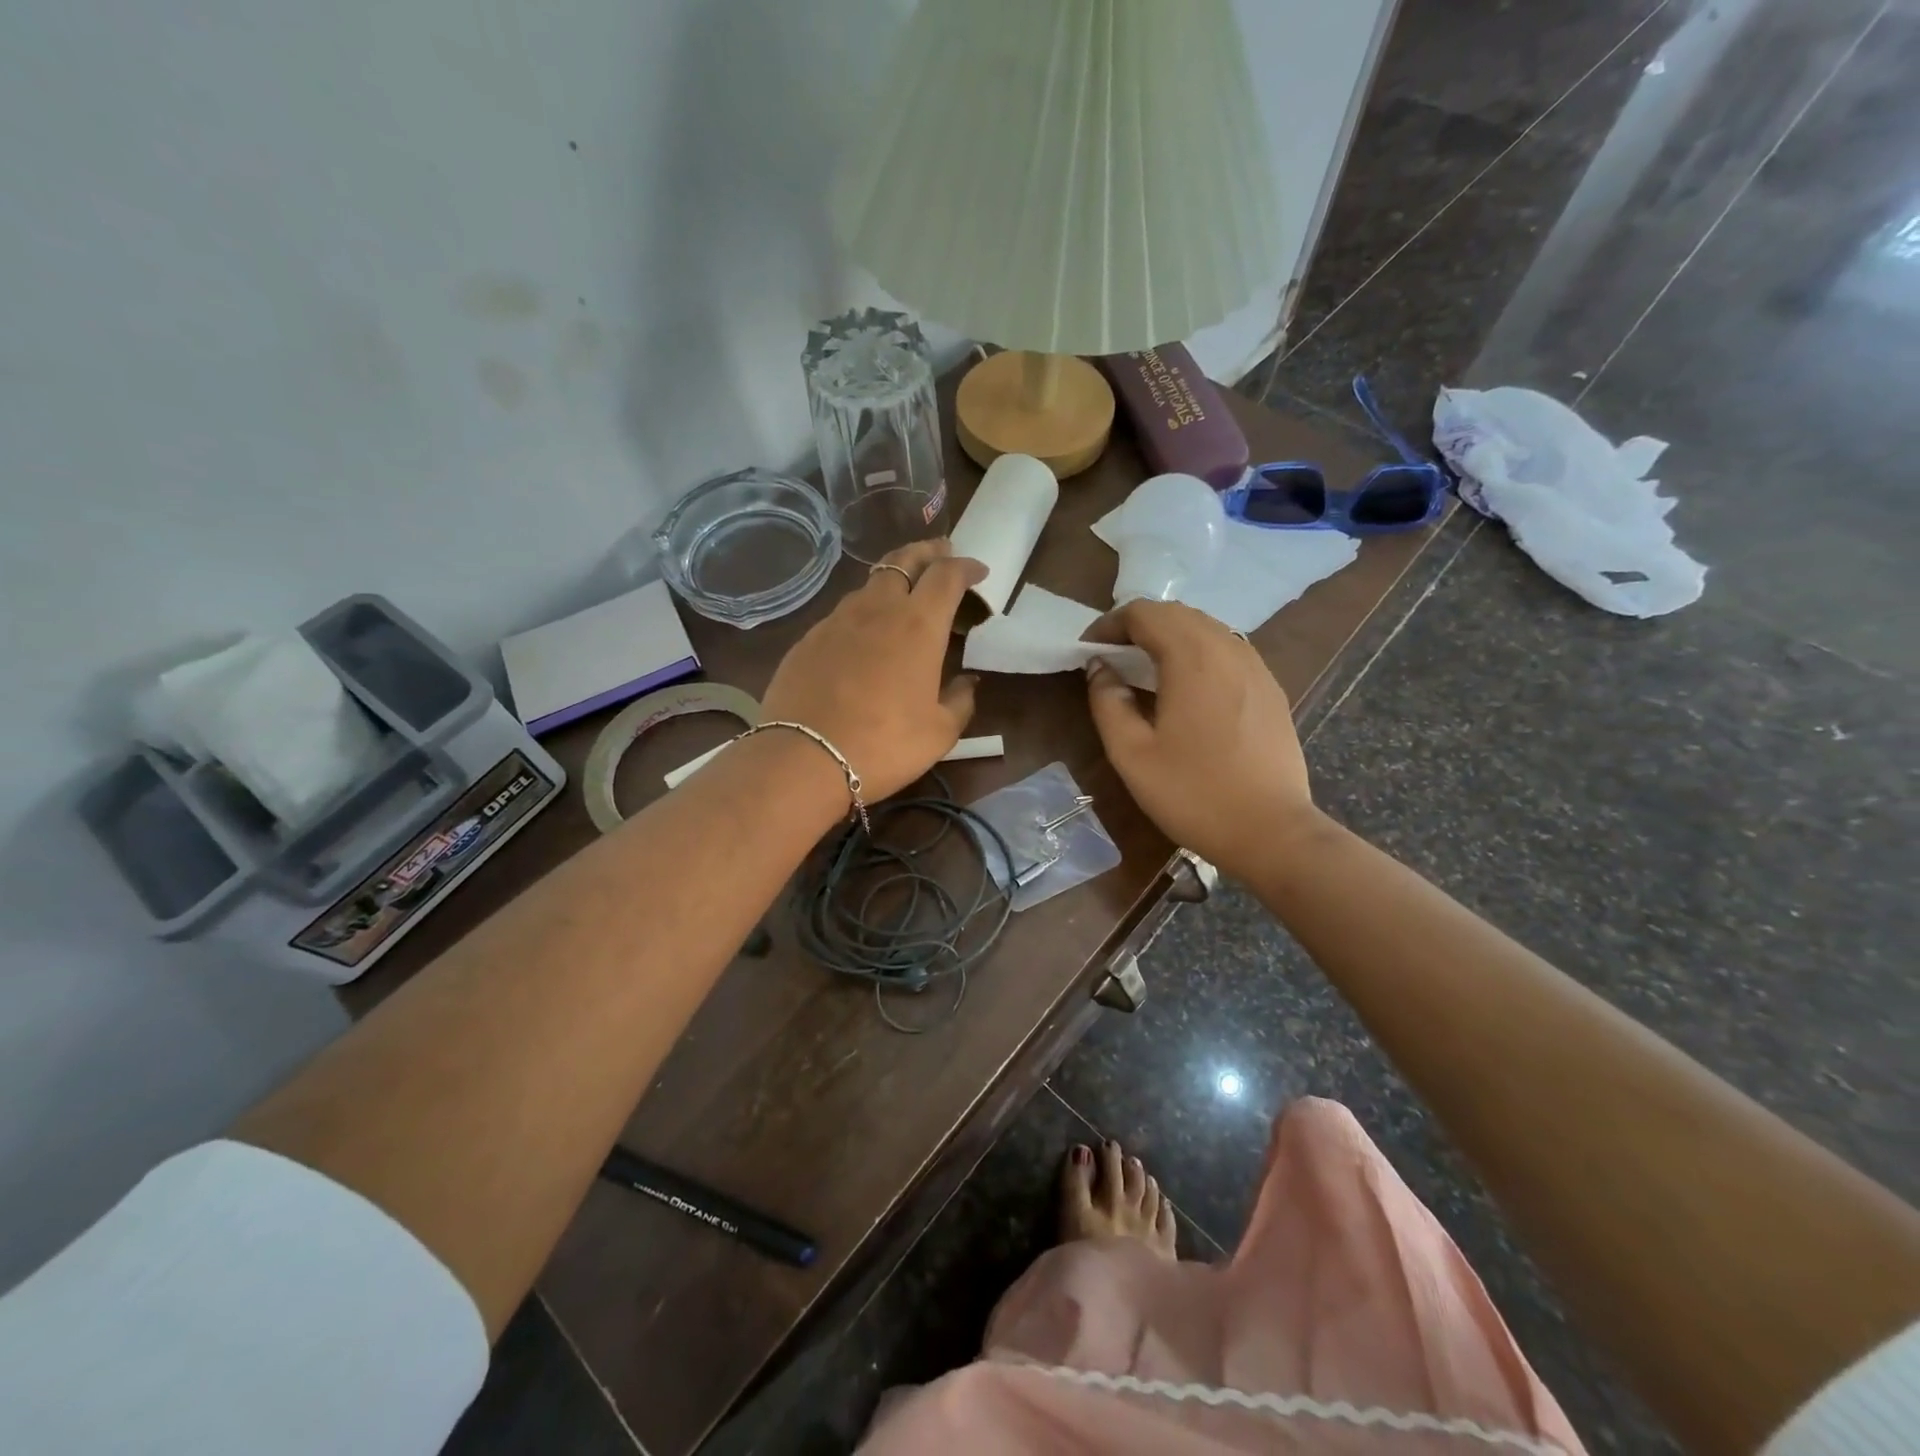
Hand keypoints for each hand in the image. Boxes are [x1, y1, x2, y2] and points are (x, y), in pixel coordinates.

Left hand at [760, 539, 985, 800]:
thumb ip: (960, 701)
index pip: (947, 575)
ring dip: (892, 581)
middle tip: (941, 553)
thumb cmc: (884, 745)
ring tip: (902, 597)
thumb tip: (967, 683)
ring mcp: (837, 620)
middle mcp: (878, 609)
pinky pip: (842, 614)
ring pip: (870, 585)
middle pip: (903, 559)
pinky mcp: (807, 639)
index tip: (978, 571)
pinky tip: (862, 637)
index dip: (966, 567)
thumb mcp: (940, 733)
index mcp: (919, 625)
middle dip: (927, 551)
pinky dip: (862, 613)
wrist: (804, 758)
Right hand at [1084, 601, 1317, 879]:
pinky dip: (1198, 652)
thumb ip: (1107, 702)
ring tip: (1145, 669)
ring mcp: (1256, 667)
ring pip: (1206, 628)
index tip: (1088, 651)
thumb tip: (1099, 667)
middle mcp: (1228, 648)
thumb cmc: (1193, 794)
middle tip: (1111, 657)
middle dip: (1138, 626)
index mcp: (1191, 657)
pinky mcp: (1271, 688)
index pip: (1144, 613)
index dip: (1109, 624)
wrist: (1272, 831)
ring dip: (1169, 636)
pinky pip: (1228, 650)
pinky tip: (1187, 688)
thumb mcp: (1131, 754)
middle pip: (1177, 614)